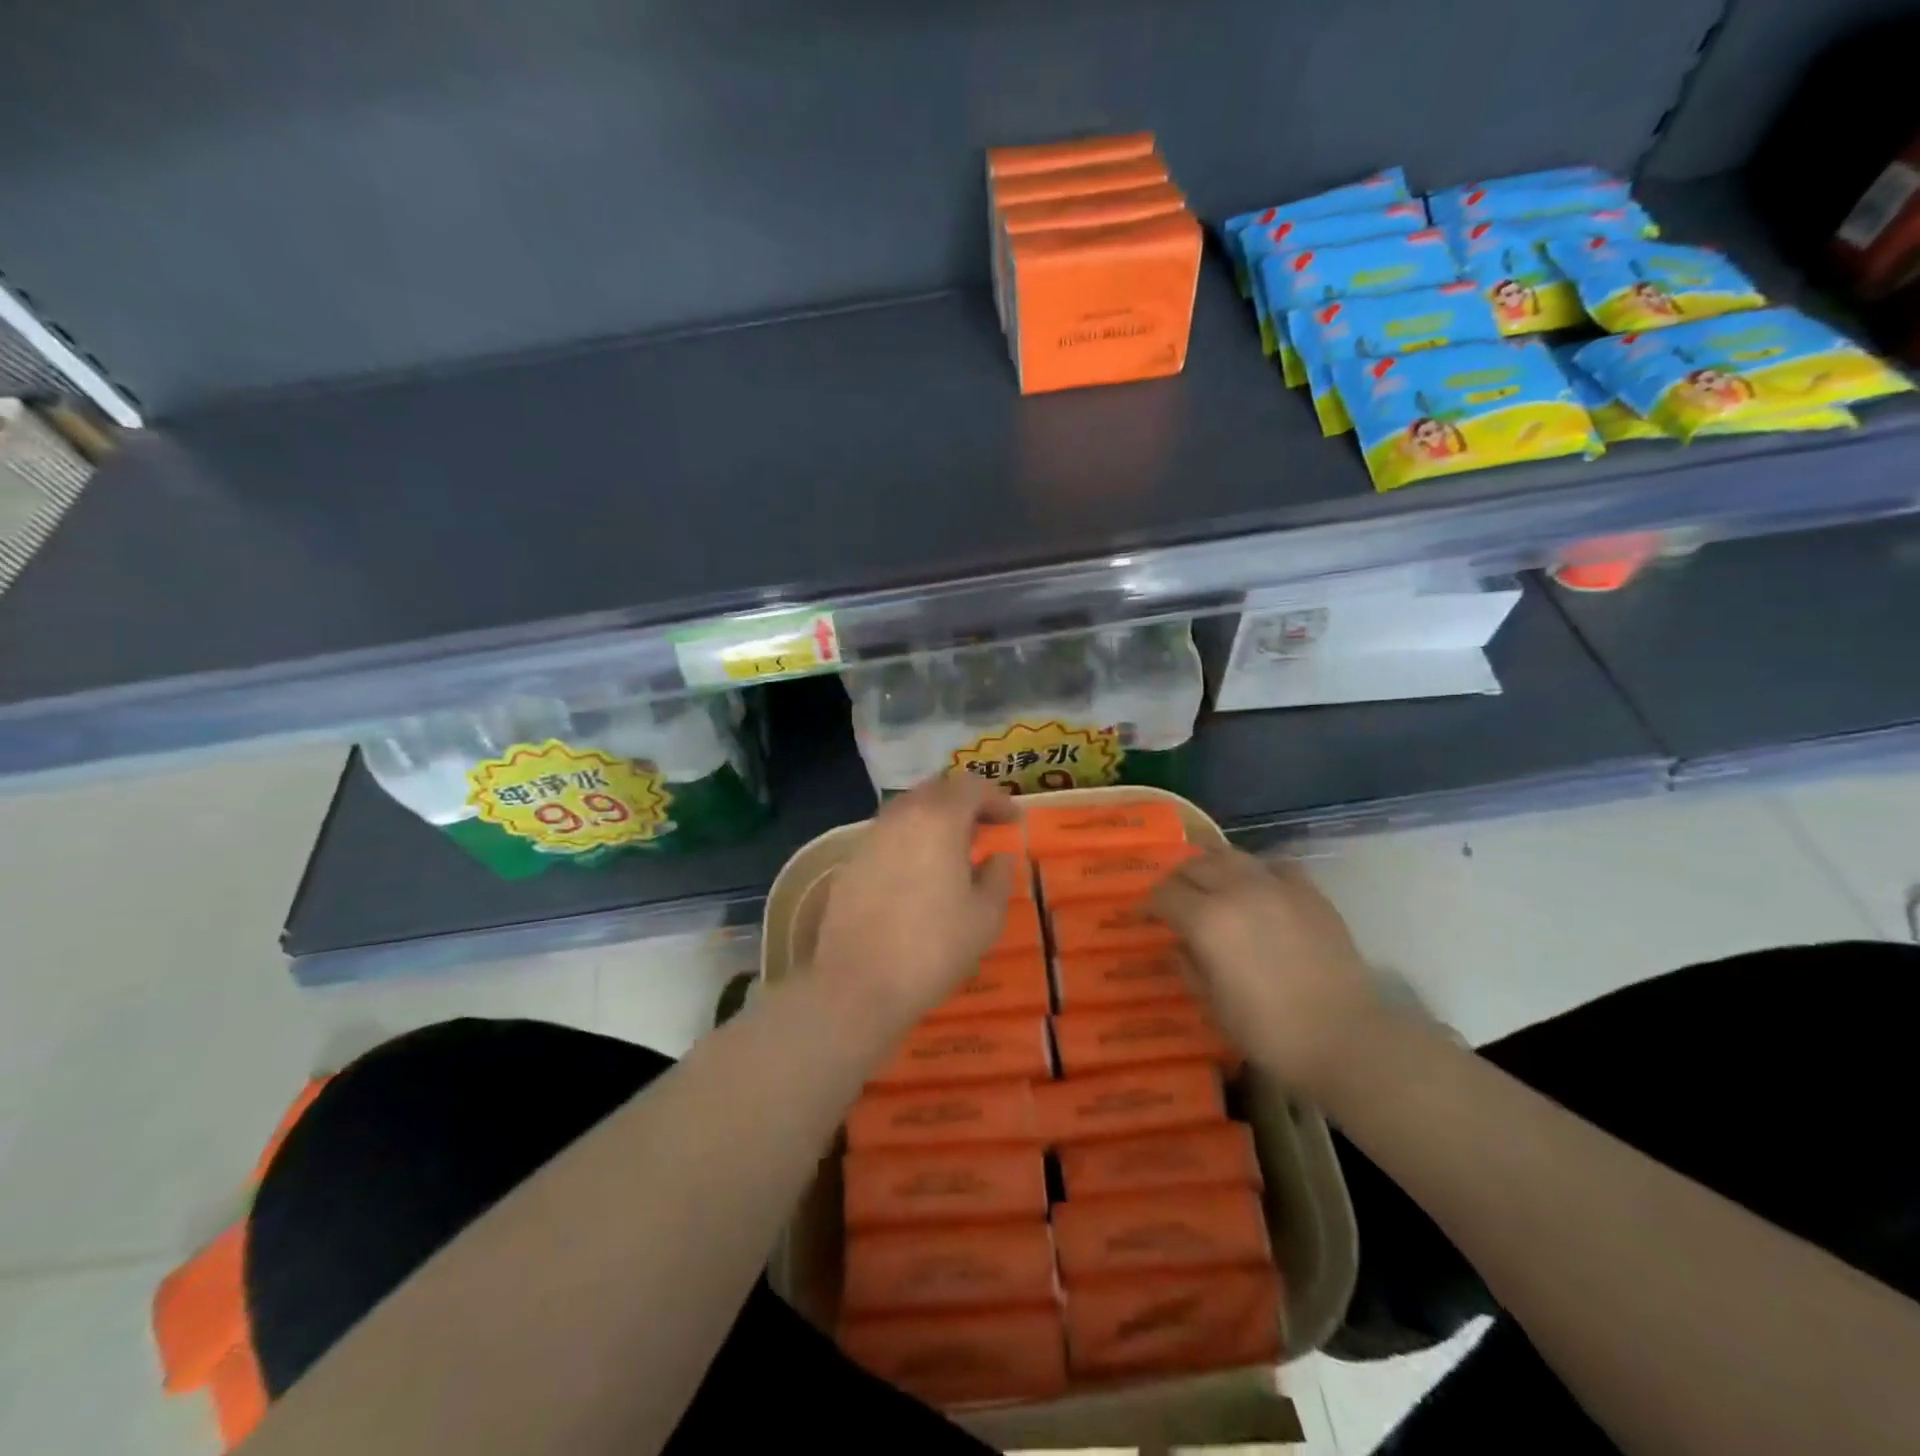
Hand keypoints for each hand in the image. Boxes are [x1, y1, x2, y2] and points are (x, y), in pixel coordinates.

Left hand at [812, 774, 1018, 1033]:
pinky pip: (887, 838)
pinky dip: (909, 843)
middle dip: (963, 804)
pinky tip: (918, 875)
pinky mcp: (850, 864)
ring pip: (907, 812)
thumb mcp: (985, 917)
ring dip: (934, 822)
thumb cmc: (933, 947)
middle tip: (983, 829)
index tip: (1013, 822)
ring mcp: (869, 838)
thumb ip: (997, 877)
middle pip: (936, 791)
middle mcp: (900, 817)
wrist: (858, 984)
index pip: (972, 788)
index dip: (997, 800)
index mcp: (938, 820)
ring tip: (952, 852)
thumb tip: (998, 857)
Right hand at [1150, 848, 1381, 1094]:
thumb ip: (1189, 966)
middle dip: (1177, 880)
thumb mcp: (1214, 1005)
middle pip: (1194, 866)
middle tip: (1173, 898)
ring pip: (1231, 855)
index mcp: (1207, 920)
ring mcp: (1276, 886)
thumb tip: (1179, 944)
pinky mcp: (1309, 893)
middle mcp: (1237, 891)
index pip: (1164, 895)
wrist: (1347, 1038)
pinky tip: (1258, 887)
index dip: (1148, 904)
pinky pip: (1275, 865)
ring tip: (1210, 882)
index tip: (1144, 915)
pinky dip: (1258, 870)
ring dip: (1212, 865)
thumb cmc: (1270, 1031)